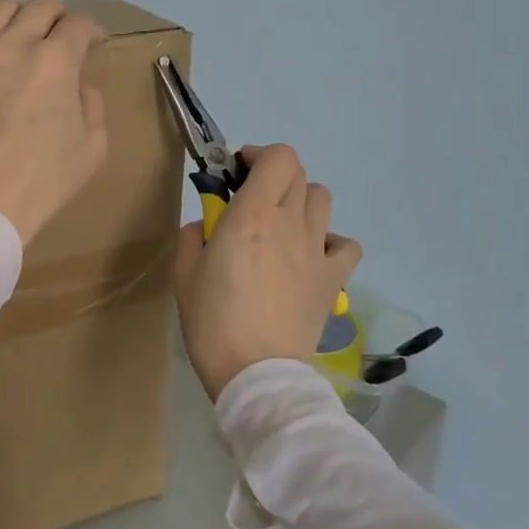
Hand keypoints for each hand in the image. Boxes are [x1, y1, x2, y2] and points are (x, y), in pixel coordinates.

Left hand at [0, 0, 109, 243]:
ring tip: (22, 39)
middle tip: (61, 38)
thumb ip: (92, 102)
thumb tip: (77, 83)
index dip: (93, 31)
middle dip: (59, 16)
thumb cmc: (43, 180)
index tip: (94, 43)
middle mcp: (13, 43)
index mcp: (55, 60)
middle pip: (41, 4)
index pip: (79, 24)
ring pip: (0, 9)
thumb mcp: (93, 146)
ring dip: (20, 18)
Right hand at [173, 144, 362, 400]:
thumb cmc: (213, 322)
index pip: (277, 157)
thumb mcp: (183, 274)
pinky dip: (330, 241)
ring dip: (298, 200)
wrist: (257, 374)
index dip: (258, 155)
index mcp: (250, 215)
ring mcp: (316, 251)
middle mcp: (289, 223)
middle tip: (250, 199)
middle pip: (297, 173)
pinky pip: (345, 244)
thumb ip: (193, 236)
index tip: (236, 173)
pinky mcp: (333, 280)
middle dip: (272, 174)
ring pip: (321, 199)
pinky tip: (310, 255)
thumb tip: (207, 226)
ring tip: (279, 225)